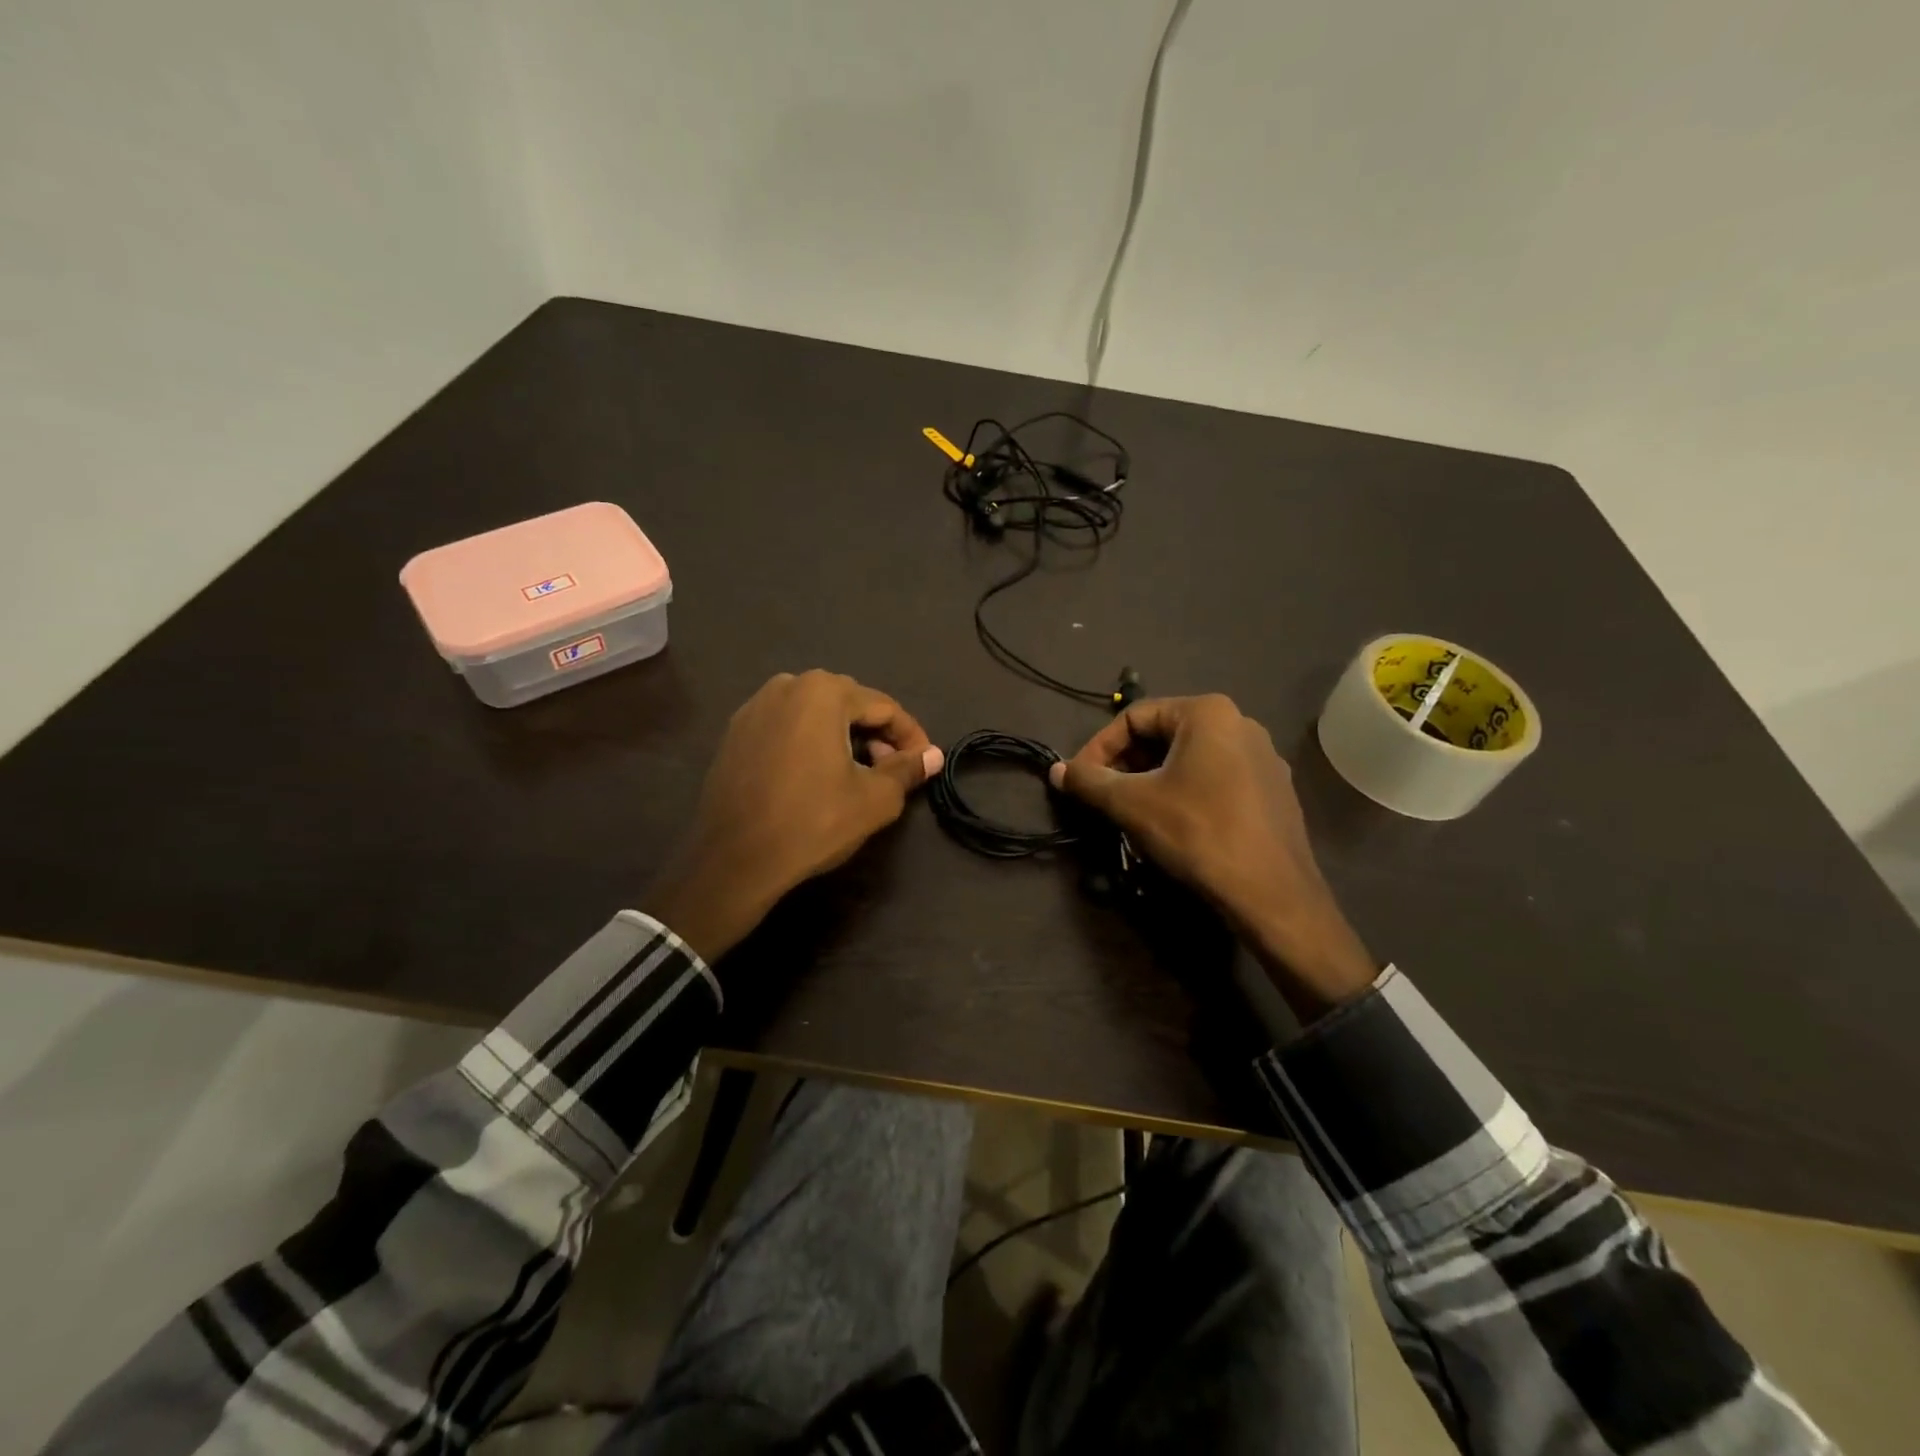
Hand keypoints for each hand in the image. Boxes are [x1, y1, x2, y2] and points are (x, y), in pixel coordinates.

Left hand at [645, 671, 942, 963]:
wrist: (734, 859)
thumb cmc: (812, 822)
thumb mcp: (874, 799)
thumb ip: (907, 769)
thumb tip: (933, 756)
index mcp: (823, 691)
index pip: (884, 707)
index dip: (911, 736)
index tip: (925, 764)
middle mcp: (787, 685)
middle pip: (850, 704)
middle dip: (876, 734)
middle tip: (891, 770)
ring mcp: (754, 706)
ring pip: (816, 714)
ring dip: (844, 736)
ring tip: (857, 773)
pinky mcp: (735, 732)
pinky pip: (787, 727)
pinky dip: (810, 743)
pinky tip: (816, 775)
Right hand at [1050, 694, 1375, 1016]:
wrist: (1271, 893)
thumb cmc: (1197, 832)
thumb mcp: (1132, 803)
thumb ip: (1089, 781)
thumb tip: (1056, 770)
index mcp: (1208, 712)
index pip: (1134, 717)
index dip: (1098, 747)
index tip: (1080, 780)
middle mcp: (1240, 723)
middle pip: (1164, 735)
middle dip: (1127, 765)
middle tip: (1103, 797)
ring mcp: (1264, 758)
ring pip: (1190, 759)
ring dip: (1153, 780)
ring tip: (1132, 813)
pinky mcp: (1274, 791)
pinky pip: (1217, 779)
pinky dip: (1185, 793)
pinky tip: (1174, 825)